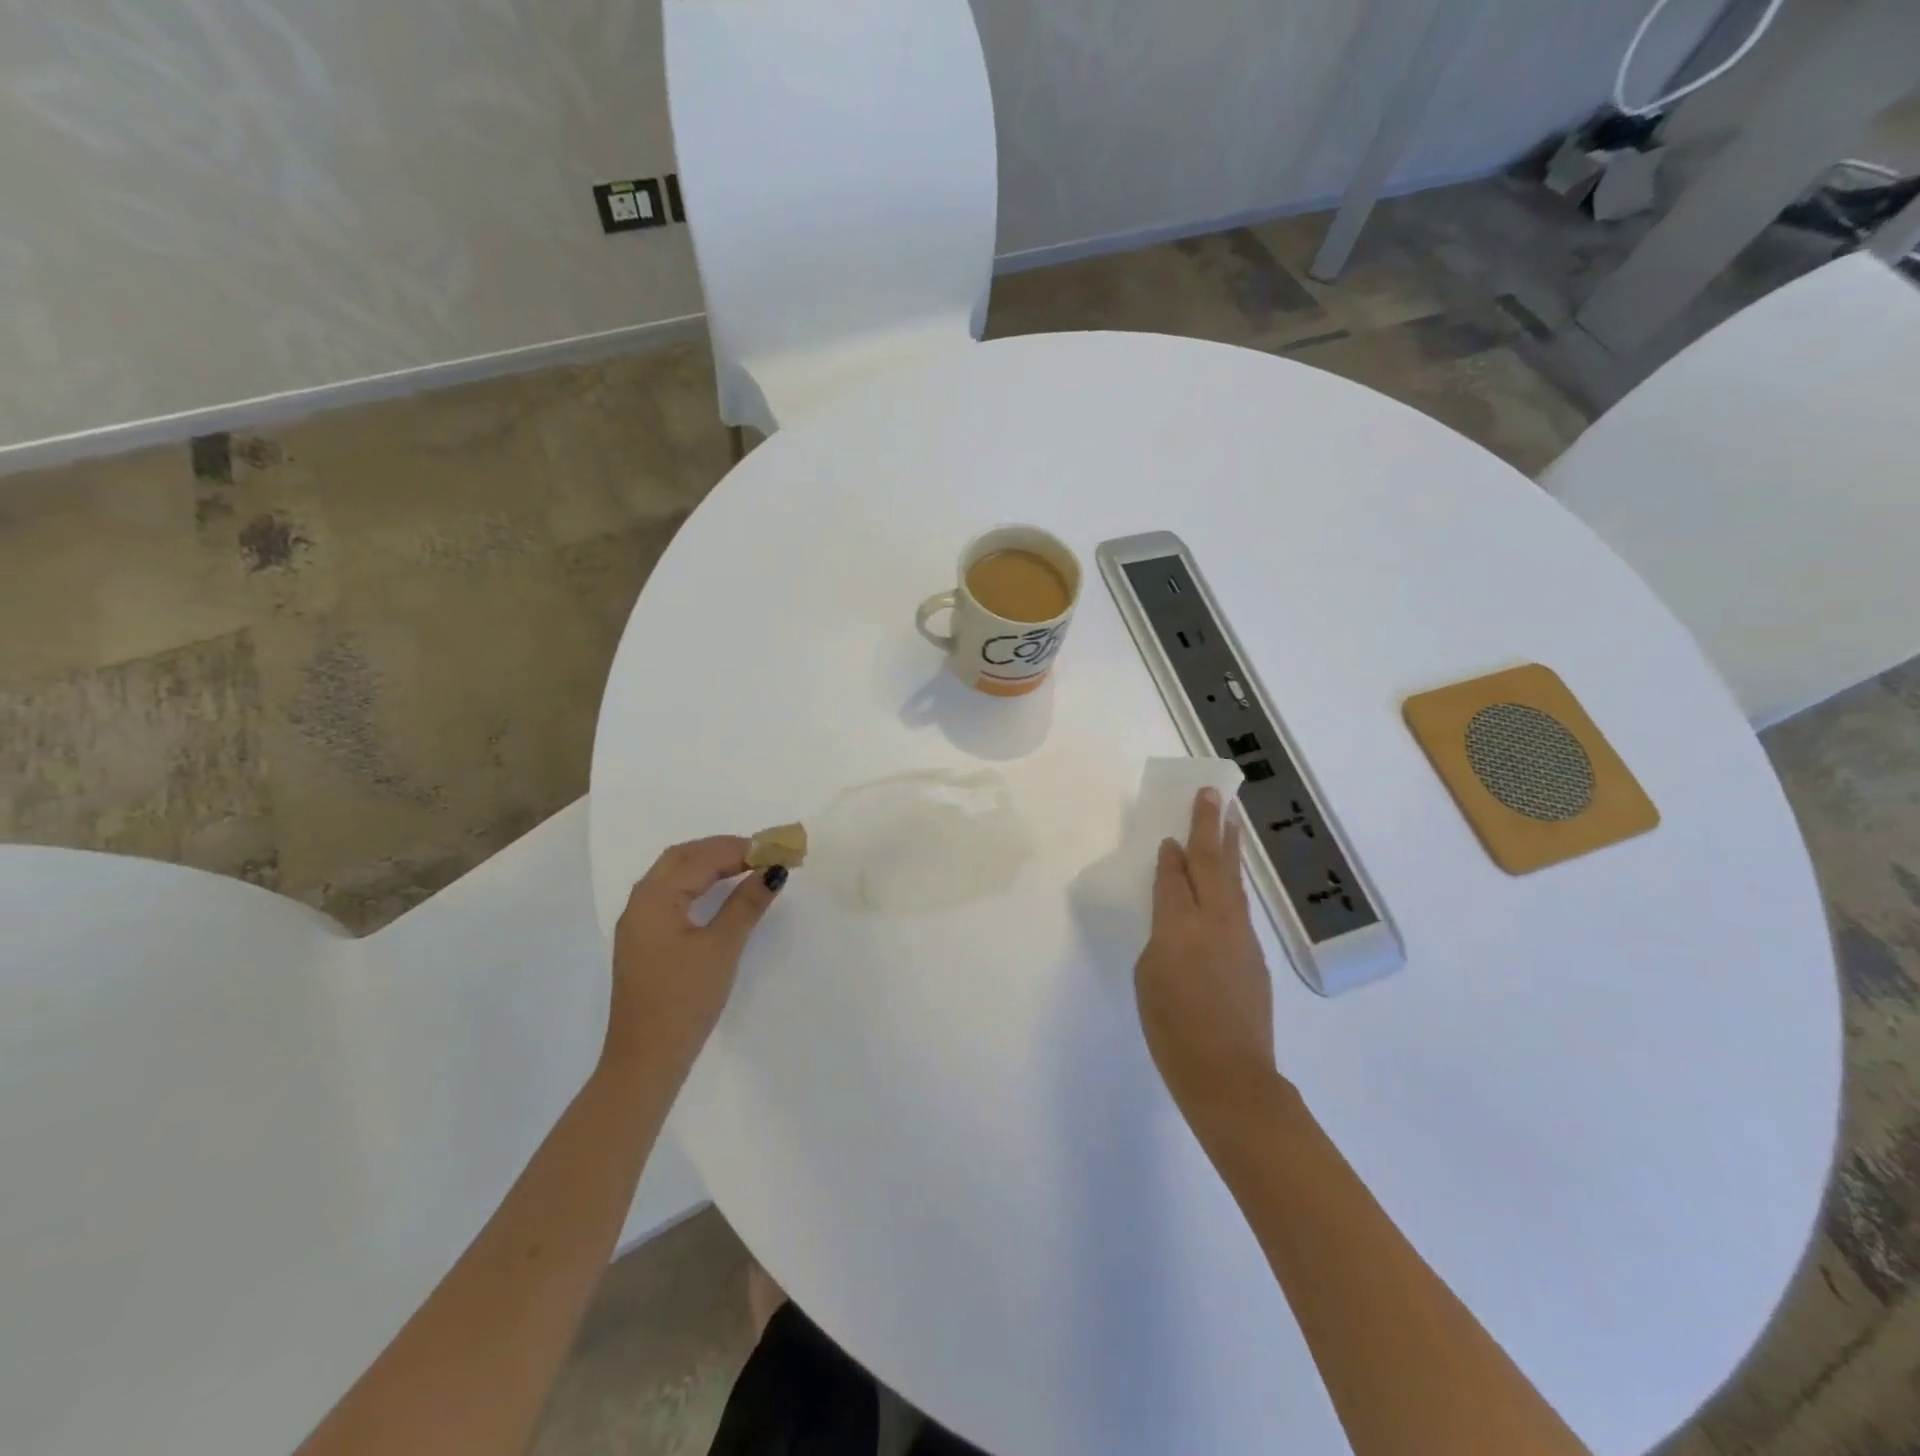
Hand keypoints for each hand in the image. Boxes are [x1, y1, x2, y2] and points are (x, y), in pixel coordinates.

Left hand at [607, 837, 787, 1085]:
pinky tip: (720, 893)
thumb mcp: (721, 947)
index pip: (700, 858)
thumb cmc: (684, 999)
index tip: (776, 849)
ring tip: (748, 866)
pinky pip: (672, 895)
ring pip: (674, 875)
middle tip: (762, 853)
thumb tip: (773, 869)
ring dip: (710, 864)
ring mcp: (639, 924)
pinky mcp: (645, 942)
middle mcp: (640, 903)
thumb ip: (747, 903)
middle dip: (722, 849)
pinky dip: (698, 883)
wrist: (646, 1059)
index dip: (740, 849)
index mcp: (654, 898)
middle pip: (681, 858)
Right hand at [1135, 788, 1278, 1115]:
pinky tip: (1229, 882)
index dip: (1171, 854)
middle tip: (1212, 794)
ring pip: (1232, 881)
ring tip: (1229, 821)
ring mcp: (1240, 937)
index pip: (1174, 876)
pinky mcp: (1255, 956)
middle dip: (1209, 826)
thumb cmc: (1172, 1030)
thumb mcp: (1148, 978)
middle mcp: (1213, 921)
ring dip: (1229, 847)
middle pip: (1211, 863)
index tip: (1169, 833)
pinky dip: (1232, 884)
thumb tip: (1177, 923)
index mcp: (1178, 927)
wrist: (1229, 1077)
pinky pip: (1240, 907)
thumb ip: (1161, 939)